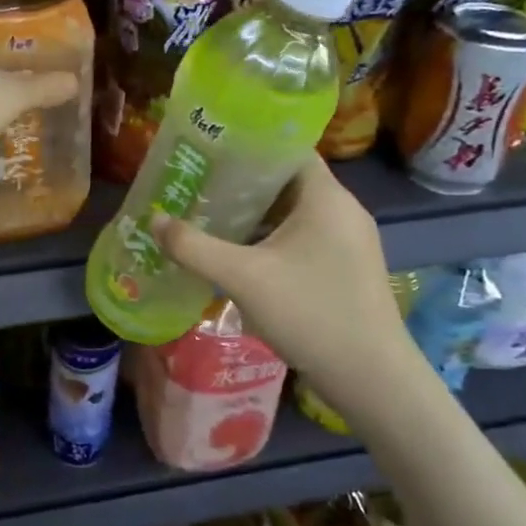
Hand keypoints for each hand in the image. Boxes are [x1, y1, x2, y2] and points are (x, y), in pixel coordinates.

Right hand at [151, 157, 441, 430]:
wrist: (372, 379)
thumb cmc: (310, 313)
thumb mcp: (242, 278)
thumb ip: (194, 247)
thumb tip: (153, 220)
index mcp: (326, 197)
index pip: (288, 149)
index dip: (249, 146)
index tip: (209, 151)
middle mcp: (342, 210)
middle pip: (287, 181)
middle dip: (242, 182)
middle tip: (198, 184)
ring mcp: (348, 241)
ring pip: (294, 212)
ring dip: (255, 214)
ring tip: (209, 215)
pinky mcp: (346, 267)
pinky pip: (303, 237)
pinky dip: (271, 237)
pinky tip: (239, 253)